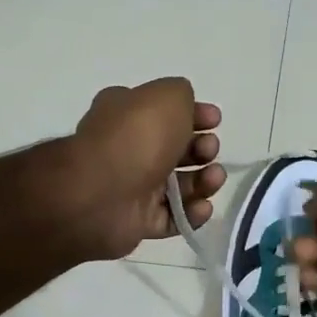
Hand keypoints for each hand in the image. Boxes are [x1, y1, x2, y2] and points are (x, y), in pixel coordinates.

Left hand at [67, 78, 225, 260]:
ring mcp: (133, 187)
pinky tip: (202, 207)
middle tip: (209, 151)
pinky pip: (173, 218)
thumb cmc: (136, 137)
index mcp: (127, 114)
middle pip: (177, 150)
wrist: (102, 193)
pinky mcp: (138, 221)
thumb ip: (182, 95)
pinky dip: (191, 214)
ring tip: (213, 179)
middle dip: (202, 149)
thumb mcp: (167, 96)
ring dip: (204, 182)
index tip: (215, 120)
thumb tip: (188, 110)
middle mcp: (129, 149)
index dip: (195, 115)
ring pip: (179, 186)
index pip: (166, 112)